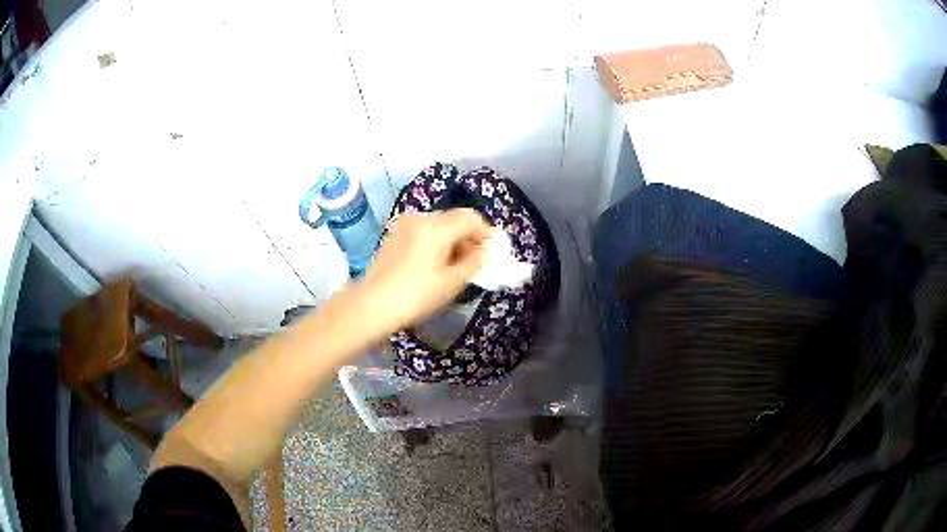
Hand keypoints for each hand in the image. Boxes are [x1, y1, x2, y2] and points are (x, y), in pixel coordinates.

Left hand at [358, 208, 491, 332]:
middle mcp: (420, 219)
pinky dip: (436, 242)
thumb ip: (474, 263)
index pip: (471, 218)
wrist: (371, 306)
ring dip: (453, 240)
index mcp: (436, 227)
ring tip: (457, 265)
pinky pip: (424, 232)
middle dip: (469, 236)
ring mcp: (404, 226)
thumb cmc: (415, 296)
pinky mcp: (395, 237)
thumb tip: (485, 252)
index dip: (486, 232)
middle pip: (454, 219)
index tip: (494, 251)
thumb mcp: (451, 283)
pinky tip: (436, 264)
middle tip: (477, 261)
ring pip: (439, 225)